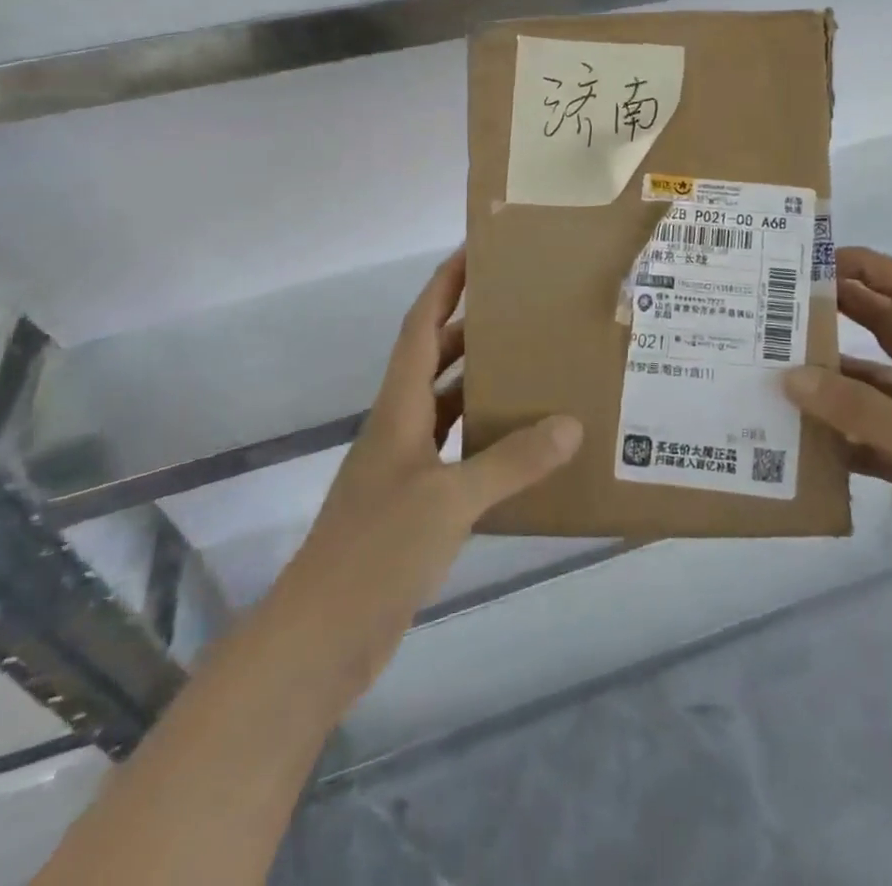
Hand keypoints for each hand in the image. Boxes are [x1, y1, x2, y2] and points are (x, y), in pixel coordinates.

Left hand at [268, 248, 582, 703]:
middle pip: (435, 359)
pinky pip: (457, 452)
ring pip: (447, 406)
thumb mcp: (450, 500)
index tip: (474, 253)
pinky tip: (522, 446)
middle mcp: (400, 426)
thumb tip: (571, 424)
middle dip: (472, 328)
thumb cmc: (377, 552)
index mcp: (399, 408)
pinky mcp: (415, 505)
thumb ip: (511, 461)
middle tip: (522, 310)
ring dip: (481, 384)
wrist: (321, 638)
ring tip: (533, 367)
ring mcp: (405, 467)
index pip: (420, 327)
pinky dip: (486, 439)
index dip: (443, 286)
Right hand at [783, 246, 891, 635]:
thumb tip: (791, 376)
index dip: (866, 267)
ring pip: (870, 387)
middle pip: (883, 331)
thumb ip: (860, 410)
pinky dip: (839, 437)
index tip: (813, 263)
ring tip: (774, 375)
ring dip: (830, 381)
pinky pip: (869, 438)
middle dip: (837, 314)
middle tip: (779, 311)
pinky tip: (801, 443)